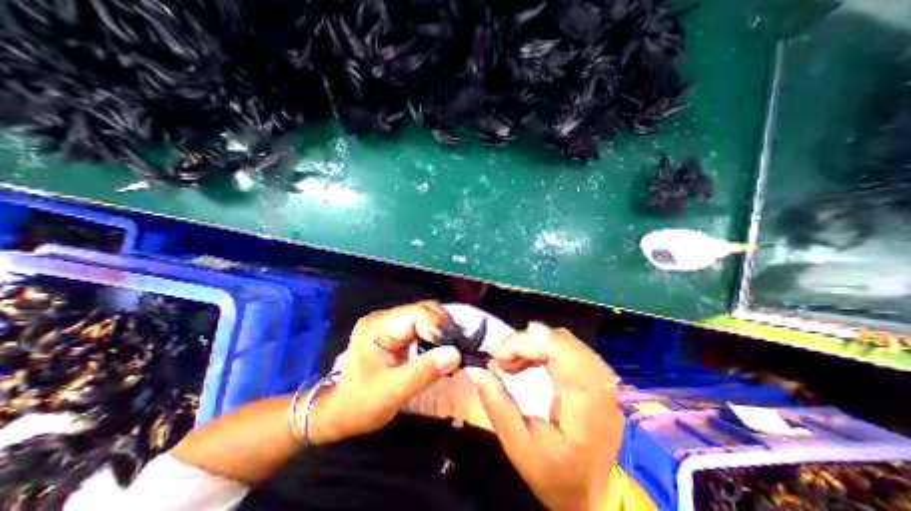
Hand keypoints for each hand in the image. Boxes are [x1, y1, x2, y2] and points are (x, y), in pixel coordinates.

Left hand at [305, 301, 463, 443]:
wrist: (338, 413)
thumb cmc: (359, 404)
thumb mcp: (391, 393)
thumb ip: (423, 372)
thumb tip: (456, 354)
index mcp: (378, 326)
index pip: (417, 314)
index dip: (439, 328)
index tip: (455, 350)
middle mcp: (385, 318)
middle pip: (424, 309)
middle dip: (444, 327)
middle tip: (458, 349)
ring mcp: (392, 323)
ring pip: (427, 314)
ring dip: (443, 329)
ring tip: (454, 349)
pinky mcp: (398, 331)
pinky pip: (424, 325)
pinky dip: (438, 334)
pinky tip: (444, 348)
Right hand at [465, 324, 622, 510]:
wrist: (595, 499)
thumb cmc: (557, 478)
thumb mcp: (519, 448)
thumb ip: (497, 404)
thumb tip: (475, 369)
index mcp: (586, 401)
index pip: (557, 348)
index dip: (523, 343)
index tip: (496, 356)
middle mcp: (600, 383)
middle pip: (559, 339)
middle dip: (524, 343)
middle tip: (501, 360)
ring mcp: (603, 379)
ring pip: (563, 340)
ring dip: (533, 345)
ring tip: (511, 362)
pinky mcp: (597, 378)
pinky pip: (567, 348)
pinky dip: (543, 349)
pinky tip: (528, 363)